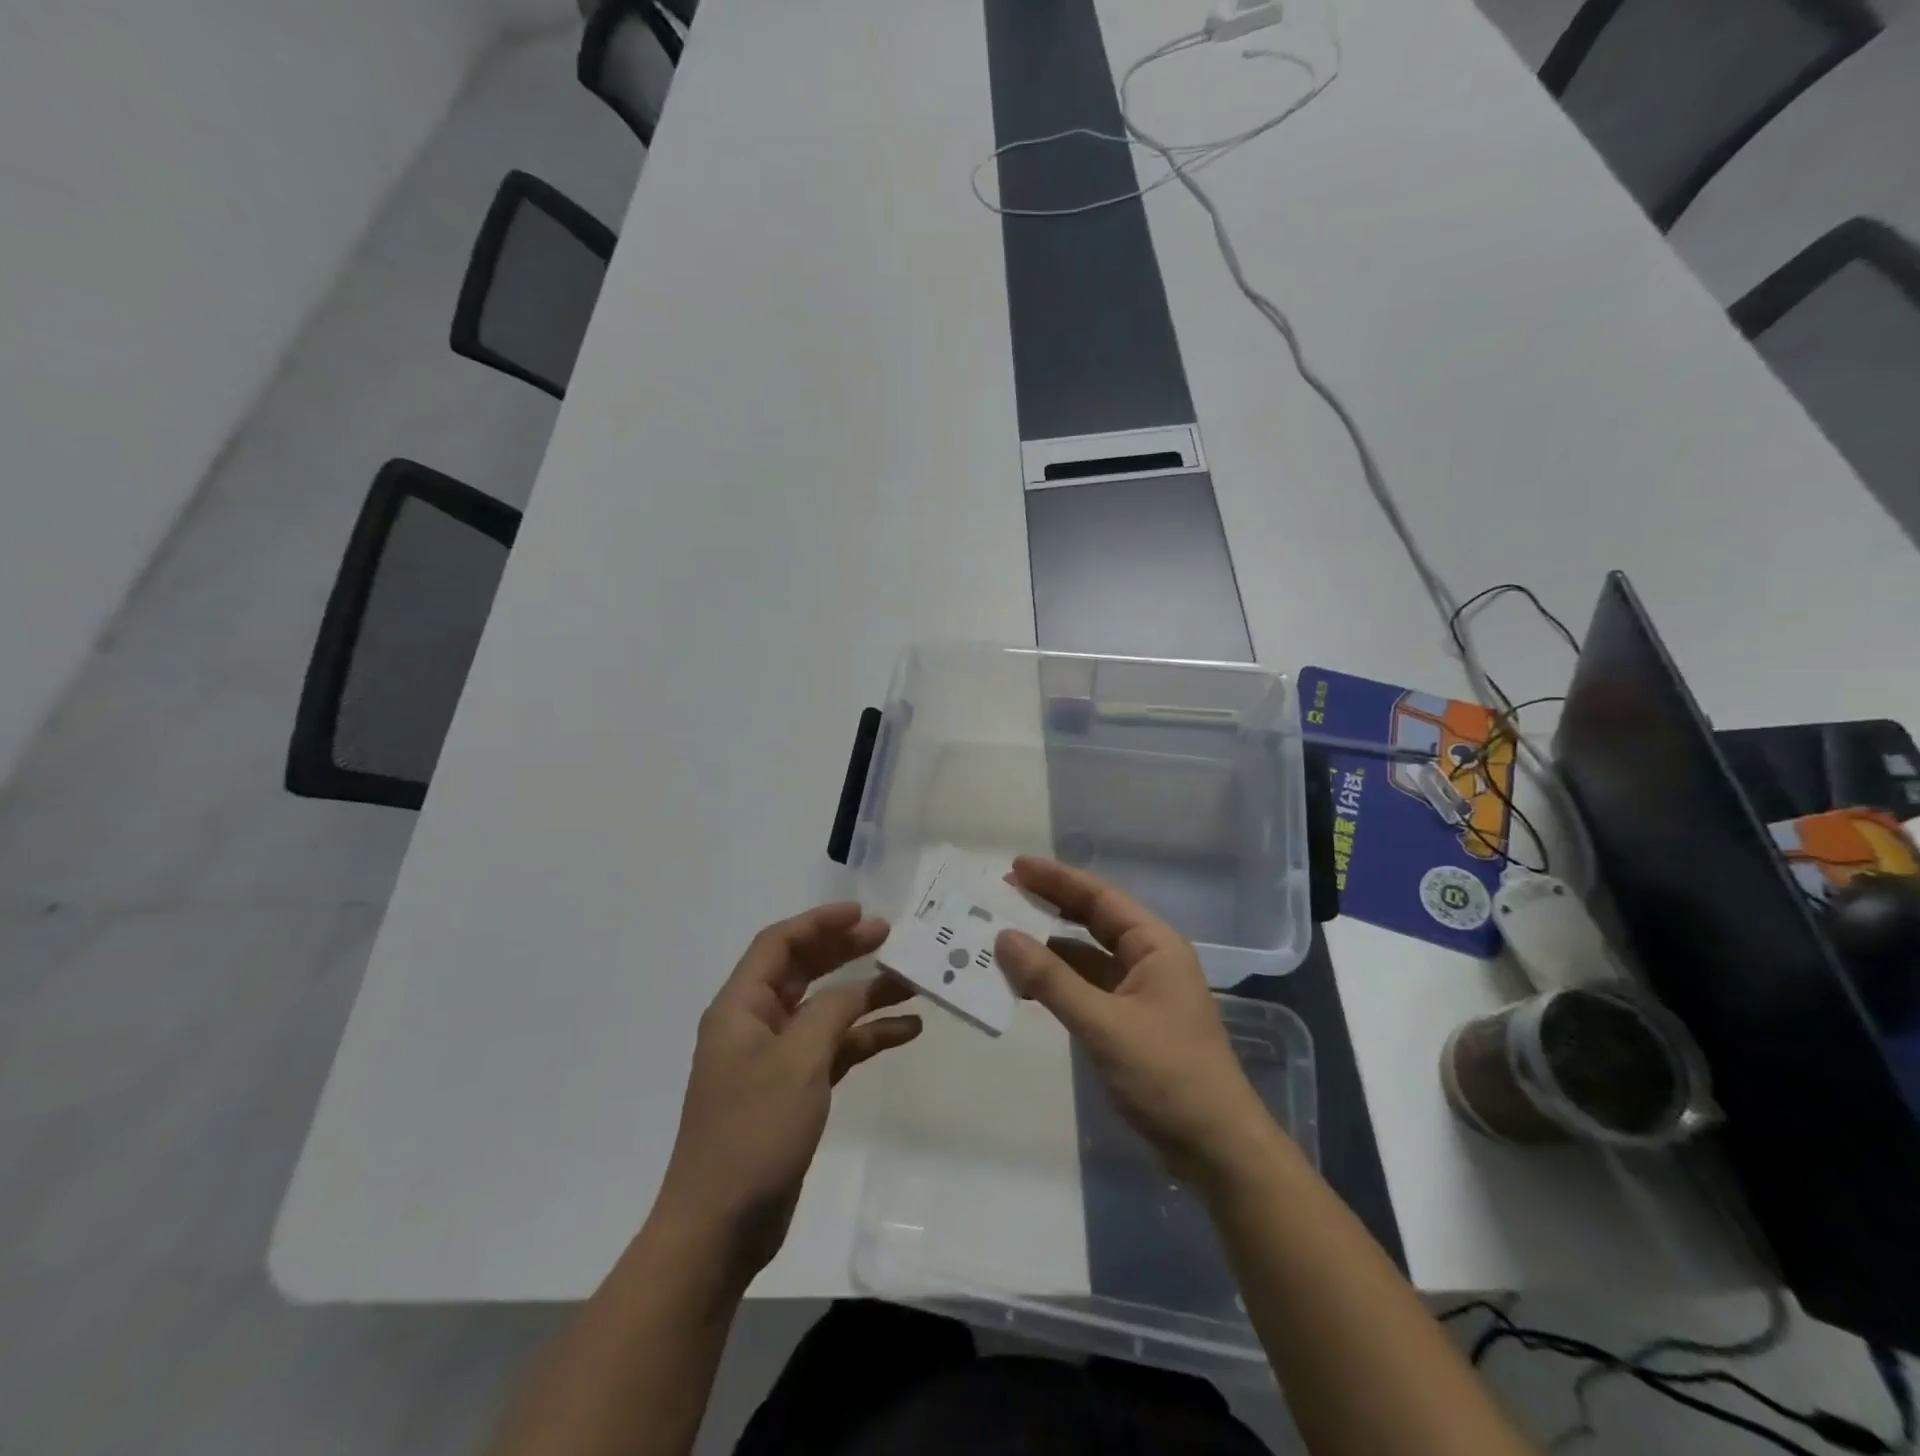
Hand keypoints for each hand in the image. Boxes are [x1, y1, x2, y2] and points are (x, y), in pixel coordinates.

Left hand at [659, 903, 920, 1280]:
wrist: (721, 1227)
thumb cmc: (753, 1132)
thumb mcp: (798, 1061)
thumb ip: (832, 1012)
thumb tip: (859, 987)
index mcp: (741, 1007)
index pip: (779, 944)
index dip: (819, 922)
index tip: (863, 914)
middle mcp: (755, 1024)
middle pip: (804, 971)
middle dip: (845, 951)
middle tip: (890, 938)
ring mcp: (775, 1059)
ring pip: (824, 1010)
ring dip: (863, 995)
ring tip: (910, 982)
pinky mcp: (793, 1090)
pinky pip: (834, 1048)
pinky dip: (866, 1037)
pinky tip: (905, 1031)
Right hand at [994, 857, 1281, 1185]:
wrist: (1216, 1149)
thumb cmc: (1167, 1075)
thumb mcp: (1104, 1024)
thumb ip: (1051, 980)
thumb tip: (1003, 937)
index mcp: (1154, 945)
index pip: (1099, 897)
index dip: (1056, 879)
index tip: (1014, 867)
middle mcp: (1148, 959)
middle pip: (1092, 921)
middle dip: (1048, 907)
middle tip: (1001, 896)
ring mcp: (1139, 992)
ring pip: (1085, 957)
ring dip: (1047, 949)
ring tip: (1001, 939)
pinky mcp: (1129, 1023)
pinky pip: (1085, 988)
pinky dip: (1056, 983)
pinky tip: (1024, 985)